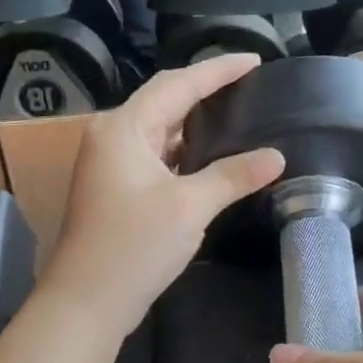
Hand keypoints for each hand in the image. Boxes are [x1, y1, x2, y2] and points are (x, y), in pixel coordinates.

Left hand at [41, 56, 284, 338]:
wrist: (86, 302)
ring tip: (238, 113)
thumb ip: (233, 176)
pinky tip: (213, 156)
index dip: (217, 70)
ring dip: (196, 123)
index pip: (177, 84)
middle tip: (250, 85)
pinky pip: (157, 155)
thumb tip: (276, 157)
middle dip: (207, 91)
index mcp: (123, 128)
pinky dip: (185, 151)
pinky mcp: (117, 188)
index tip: (255, 60)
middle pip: (166, 101)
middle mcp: (112, 136)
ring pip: (161, 130)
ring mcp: (111, 163)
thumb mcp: (189, 207)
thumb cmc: (133, 246)